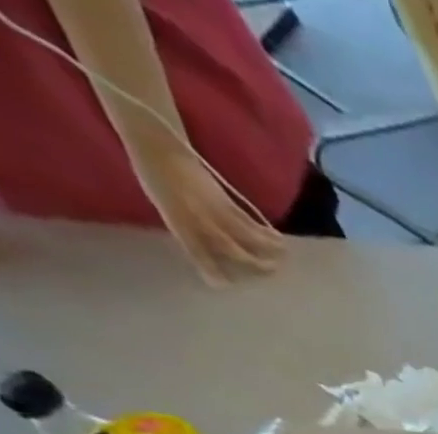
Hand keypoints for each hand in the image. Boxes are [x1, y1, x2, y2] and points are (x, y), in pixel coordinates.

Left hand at [131, 144, 284, 286]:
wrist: (157, 145)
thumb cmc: (154, 175)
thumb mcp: (163, 206)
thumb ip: (185, 228)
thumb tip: (209, 248)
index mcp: (179, 224)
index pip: (198, 254)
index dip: (211, 271)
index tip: (223, 285)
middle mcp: (200, 221)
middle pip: (232, 251)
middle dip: (252, 265)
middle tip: (269, 273)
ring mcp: (215, 211)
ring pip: (247, 238)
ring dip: (268, 251)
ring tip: (282, 259)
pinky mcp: (226, 201)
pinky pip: (251, 222)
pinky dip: (267, 233)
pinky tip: (279, 239)